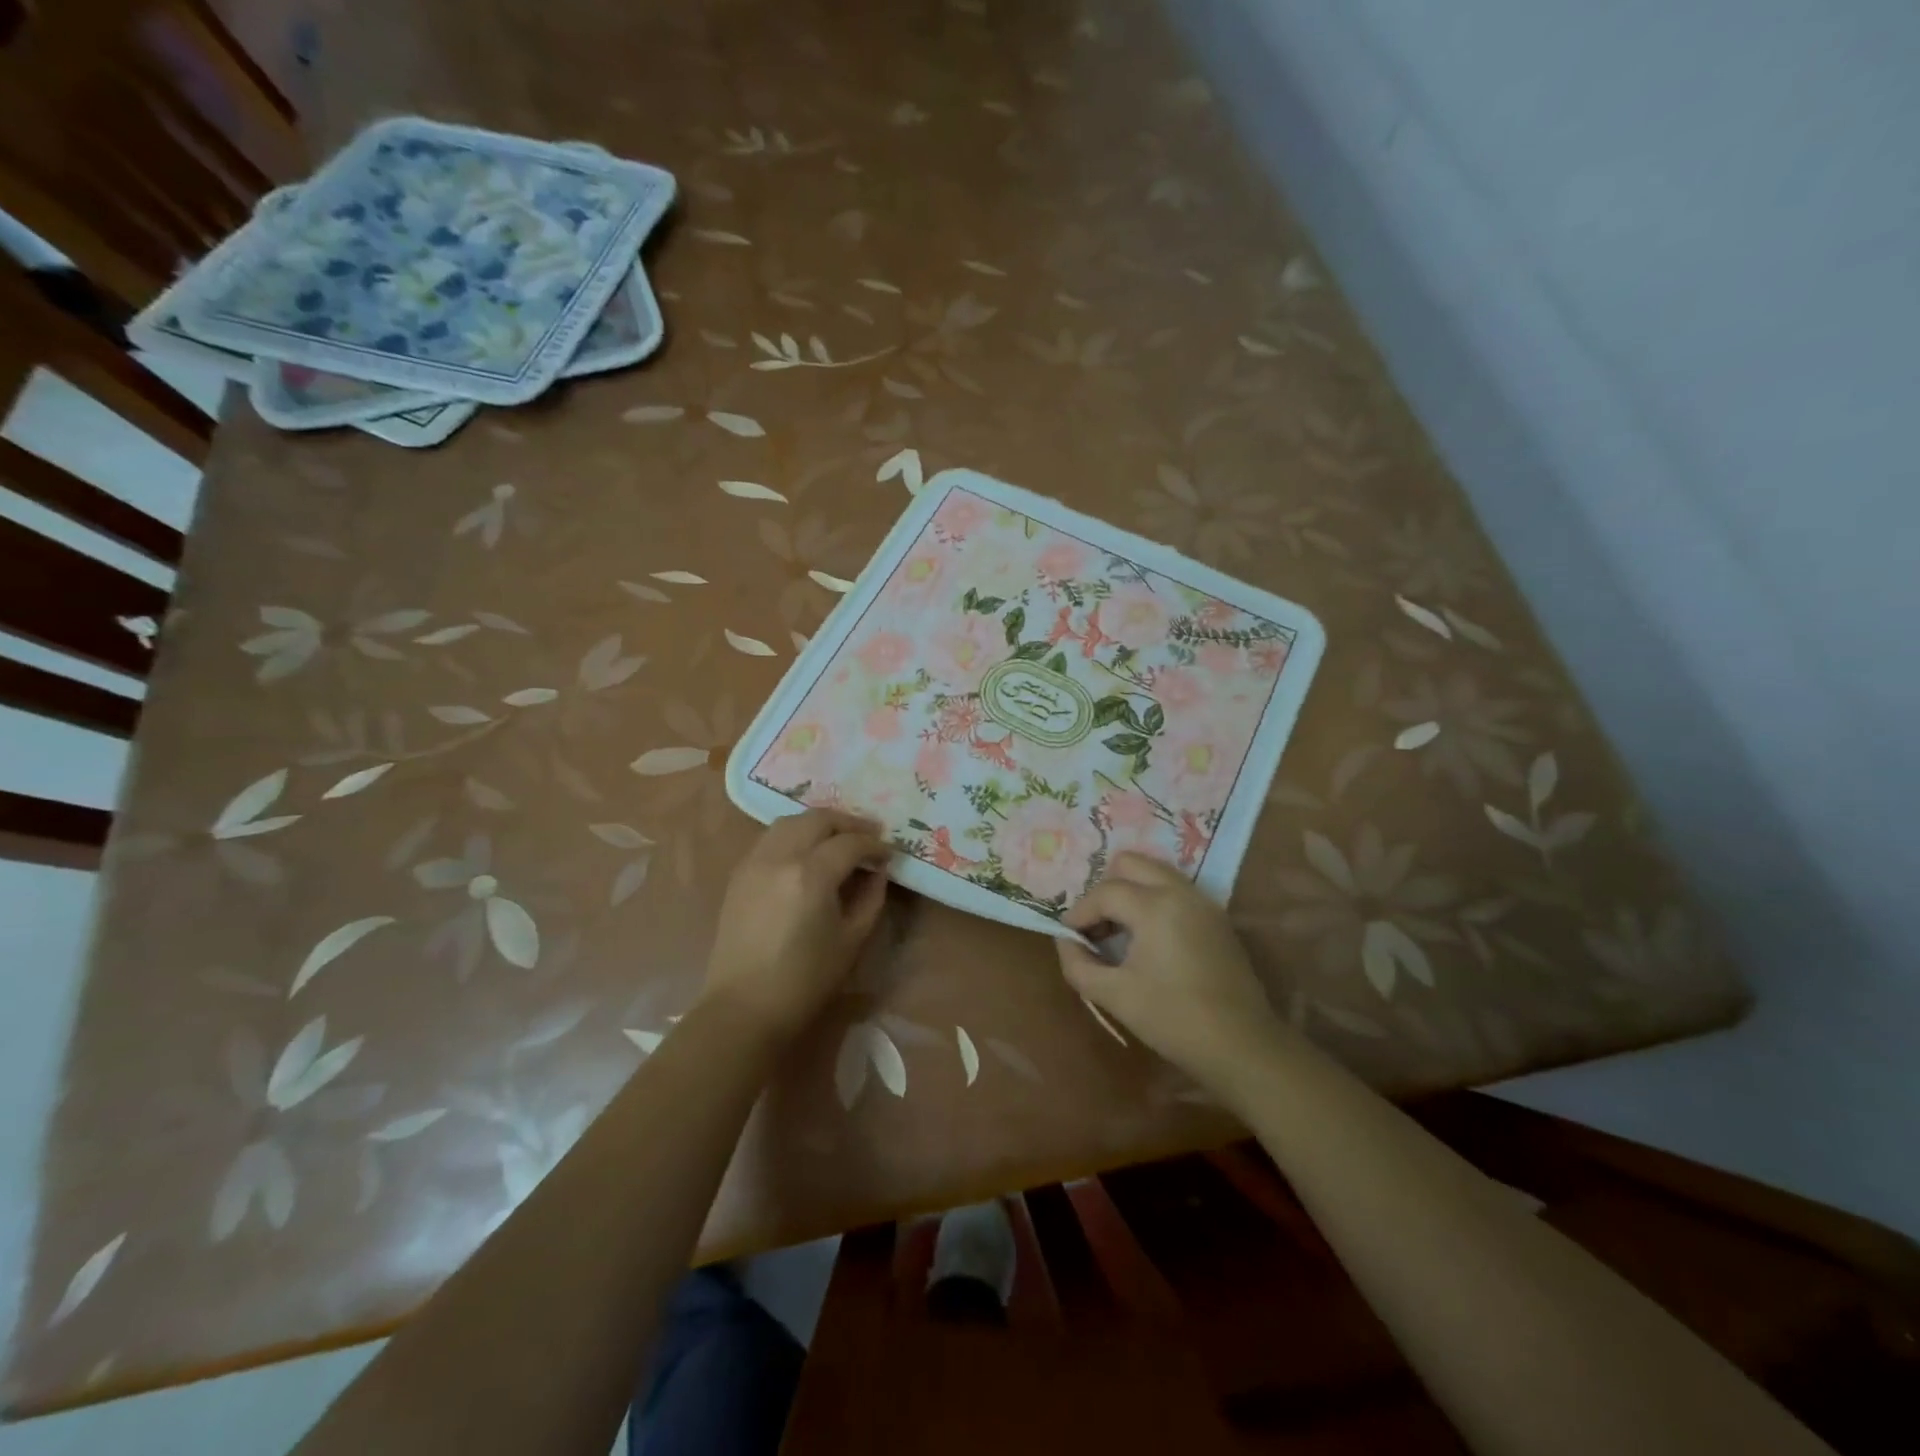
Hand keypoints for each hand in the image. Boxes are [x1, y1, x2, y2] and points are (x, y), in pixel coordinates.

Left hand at [702, 809, 891, 1040]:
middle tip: (869, 836)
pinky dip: (793, 835)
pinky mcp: (739, 874)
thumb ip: (871, 897)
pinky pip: (770, 838)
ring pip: (790, 821)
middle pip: (819, 819)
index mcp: (812, 875)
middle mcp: (780, 857)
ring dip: (818, 824)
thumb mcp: (852, 940)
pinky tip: (806, 854)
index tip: (889, 853)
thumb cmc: (806, 980)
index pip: (851, 842)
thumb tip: (877, 871)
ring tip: (837, 840)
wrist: (744, 1007)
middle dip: (848, 823)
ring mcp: (754, 862)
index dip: (874, 844)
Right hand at [1058, 852, 1283, 1085]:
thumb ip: (1078, 964)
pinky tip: (1148, 939)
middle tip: (1096, 925)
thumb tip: (1066, 941)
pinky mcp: (1217, 919)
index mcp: (1155, 906)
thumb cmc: (1173, 1019)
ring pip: (1156, 873)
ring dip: (1131, 891)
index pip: (1105, 892)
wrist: (1242, 1046)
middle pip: (1131, 864)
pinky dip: (1154, 900)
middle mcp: (1181, 892)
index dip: (1080, 912)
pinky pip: (1176, 891)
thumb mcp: (1114, 995)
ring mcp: (1204, 902)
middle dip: (1106, 889)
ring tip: (1119, 930)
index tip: (1070, 937)